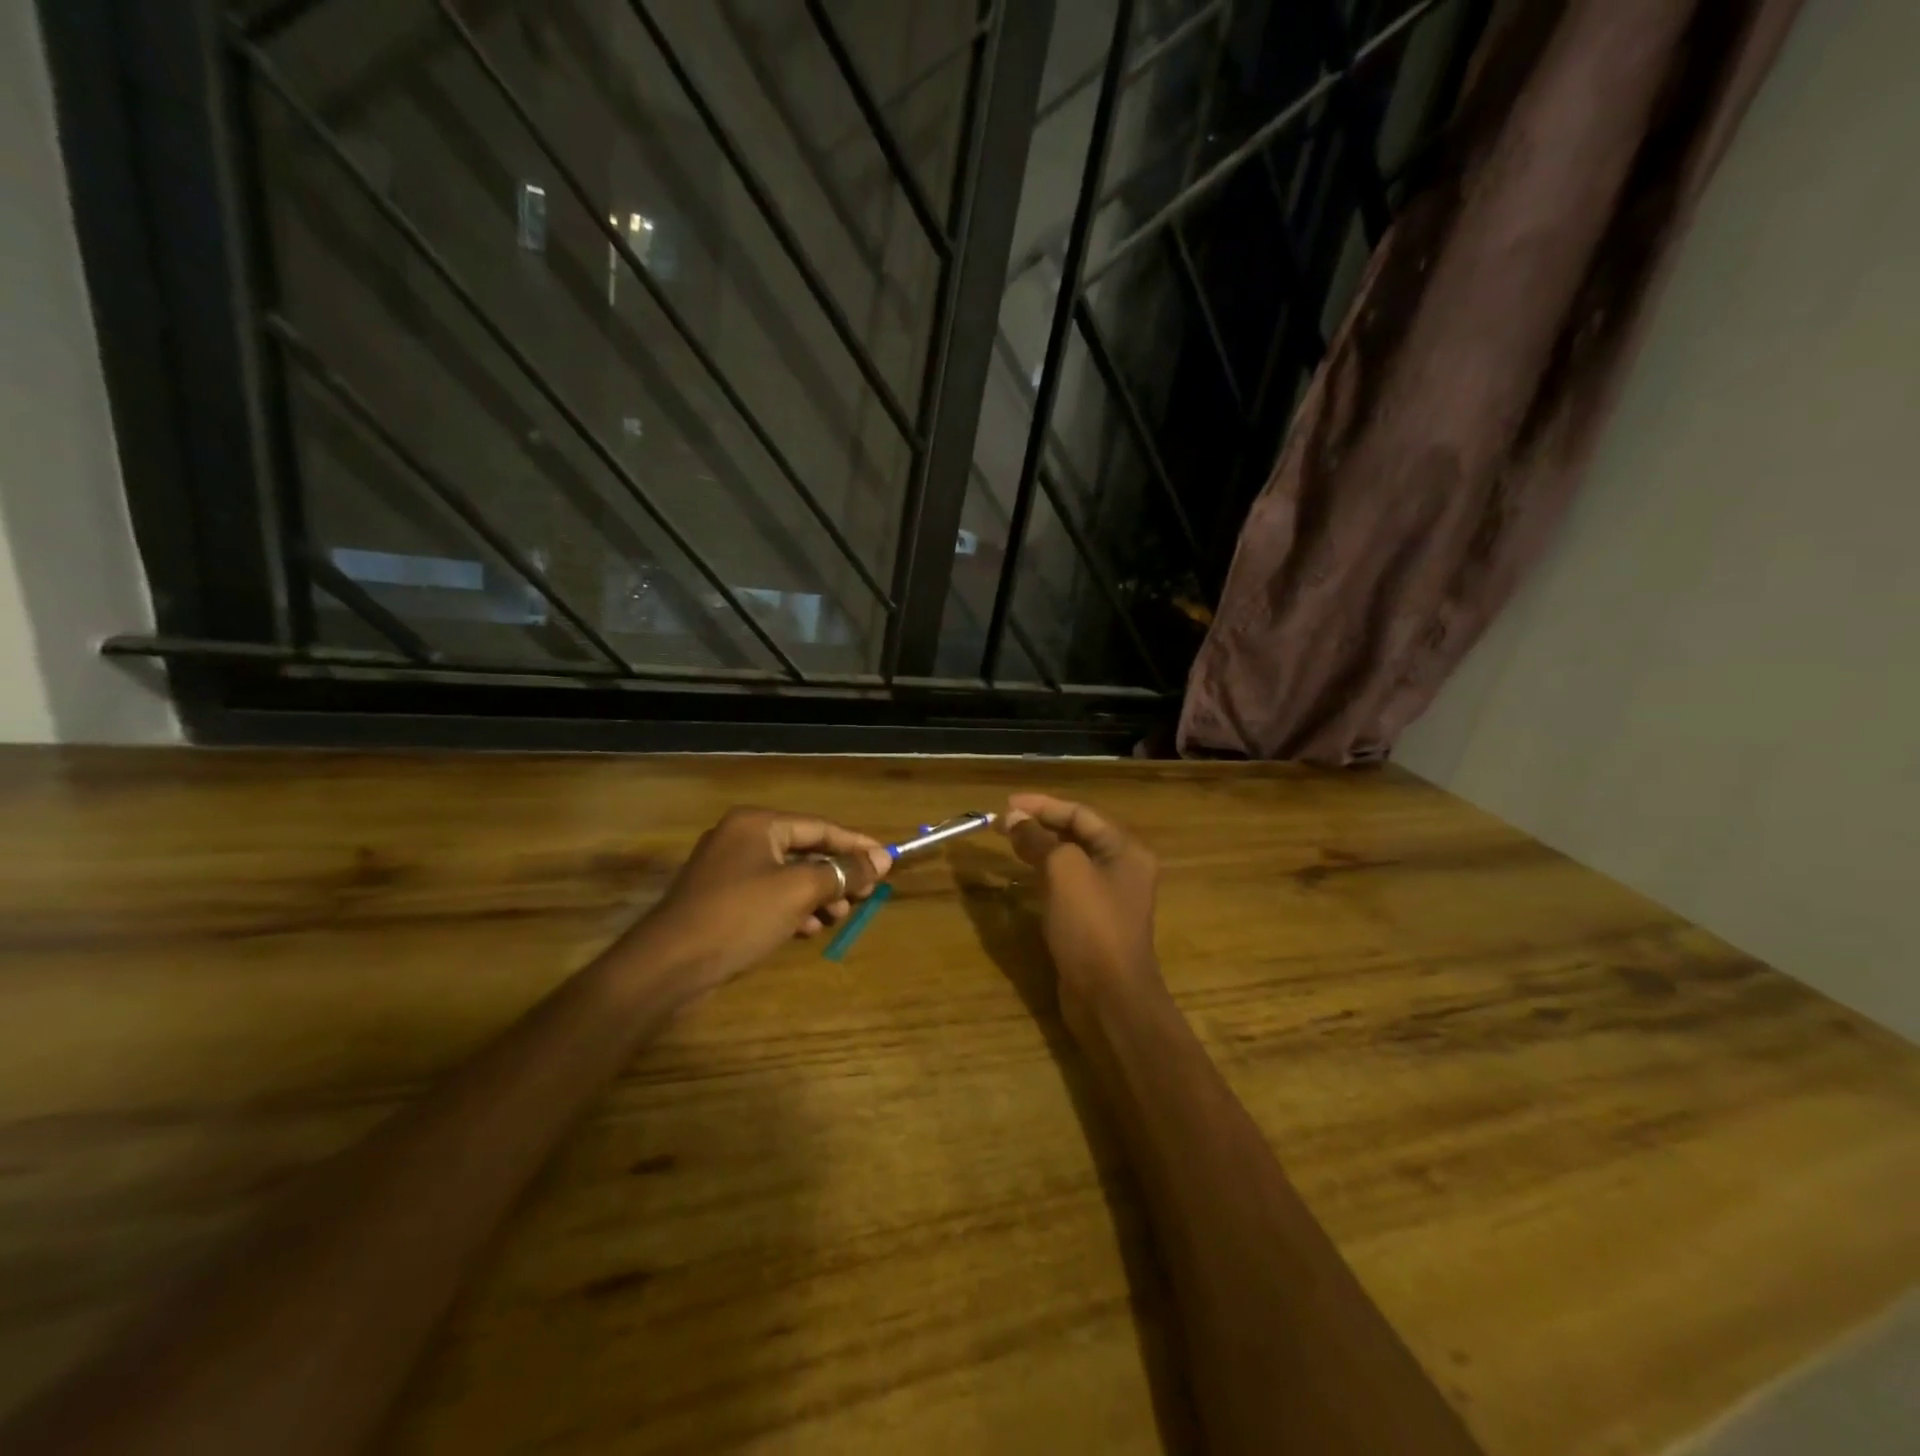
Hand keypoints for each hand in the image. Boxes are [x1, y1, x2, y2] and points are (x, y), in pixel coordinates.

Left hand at [631, 807, 890, 995]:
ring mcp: (728, 870)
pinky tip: (807, 930)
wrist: (668, 966)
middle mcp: (741, 838)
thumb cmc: (739, 916)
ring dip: (818, 896)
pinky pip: (769, 895)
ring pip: (788, 876)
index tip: (888, 860)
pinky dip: (792, 909)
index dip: (856, 844)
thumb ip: (843, 871)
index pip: (820, 827)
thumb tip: (882, 858)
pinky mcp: (721, 900)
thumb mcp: (799, 891)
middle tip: (865, 897)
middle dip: (837, 875)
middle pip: (805, 850)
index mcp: (757, 824)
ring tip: (837, 918)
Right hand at [1002, 794, 1164, 1013]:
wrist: (1110, 997)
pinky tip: (1025, 875)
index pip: (1080, 813)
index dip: (1042, 805)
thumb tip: (1015, 819)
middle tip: (1003, 823)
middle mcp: (1123, 867)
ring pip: (1072, 860)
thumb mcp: (1063, 872)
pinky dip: (1046, 874)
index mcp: (1125, 849)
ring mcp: (1110, 896)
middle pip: (1078, 834)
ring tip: (1009, 842)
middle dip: (1040, 825)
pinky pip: (1069, 885)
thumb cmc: (1091, 926)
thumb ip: (1040, 840)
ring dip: (1041, 848)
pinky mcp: (1095, 920)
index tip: (1007, 804)